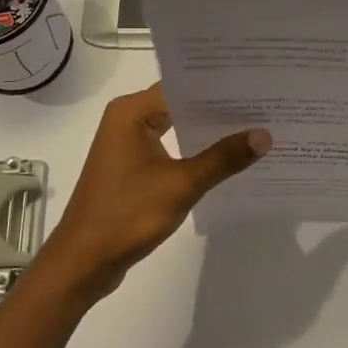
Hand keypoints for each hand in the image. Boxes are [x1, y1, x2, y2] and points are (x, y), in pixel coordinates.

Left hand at [29, 84, 270, 305]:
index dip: (219, 86)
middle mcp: (127, 119)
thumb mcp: (182, 184)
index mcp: (132, 111)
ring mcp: (127, 144)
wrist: (83, 262)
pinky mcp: (131, 166)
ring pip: (175, 126)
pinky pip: (169, 147)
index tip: (256, 85)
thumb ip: (223, 158)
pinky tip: (225, 158)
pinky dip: (193, 150)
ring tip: (253, 127)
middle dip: (218, 108)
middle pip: (180, 103)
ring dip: (207, 131)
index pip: (182, 85)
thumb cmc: (128, 214)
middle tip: (263, 105)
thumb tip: (264, 135)